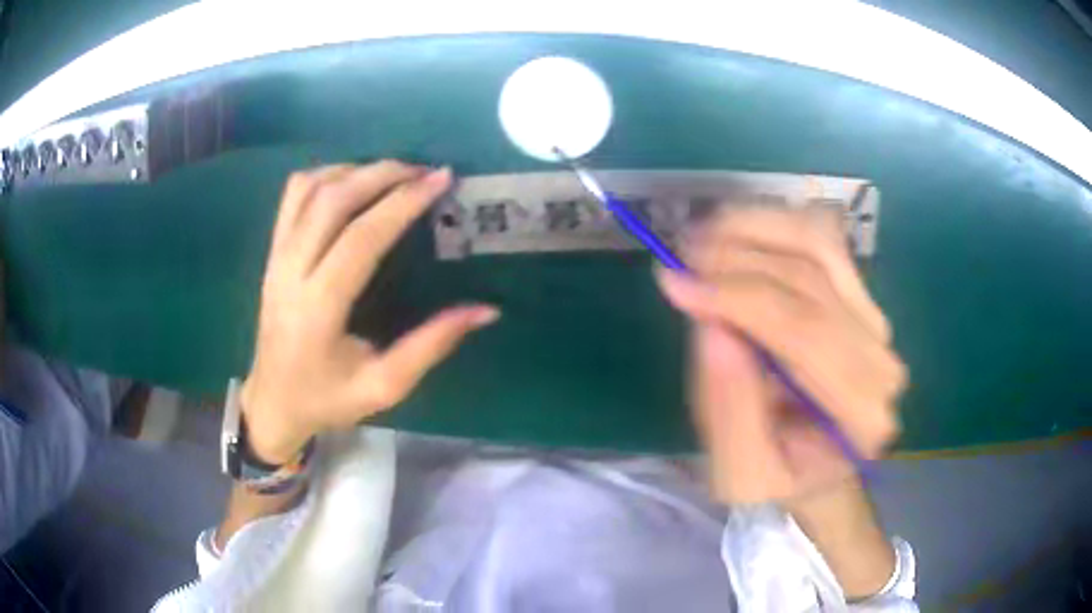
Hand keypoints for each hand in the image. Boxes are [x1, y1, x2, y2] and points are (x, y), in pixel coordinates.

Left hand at [240, 161, 498, 463]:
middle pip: (332, 200)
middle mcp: (291, 272)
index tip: (440, 180)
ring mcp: (276, 257)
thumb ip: (432, 345)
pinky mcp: (271, 252)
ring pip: (309, 189)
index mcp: (319, 308)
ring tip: (392, 174)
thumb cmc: (328, 399)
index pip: (361, 237)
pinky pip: (292, 196)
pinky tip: (351, 182)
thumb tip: (485, 310)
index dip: (402, 203)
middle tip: (423, 170)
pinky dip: (324, 177)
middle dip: (382, 174)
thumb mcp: (385, 385)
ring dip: (354, 170)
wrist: (274, 402)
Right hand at [656, 207, 906, 504]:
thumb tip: (713, 324)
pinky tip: (733, 230)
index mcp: (860, 415)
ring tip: (701, 235)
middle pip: (811, 281)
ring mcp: (876, 322)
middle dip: (737, 258)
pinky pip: (821, 240)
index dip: (738, 297)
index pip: (805, 333)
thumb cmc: (778, 476)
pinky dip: (773, 224)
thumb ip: (731, 408)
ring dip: (755, 228)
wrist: (817, 467)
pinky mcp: (862, 297)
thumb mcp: (739, 472)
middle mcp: (881, 359)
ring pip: (818, 245)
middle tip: (679, 256)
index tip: (676, 282)